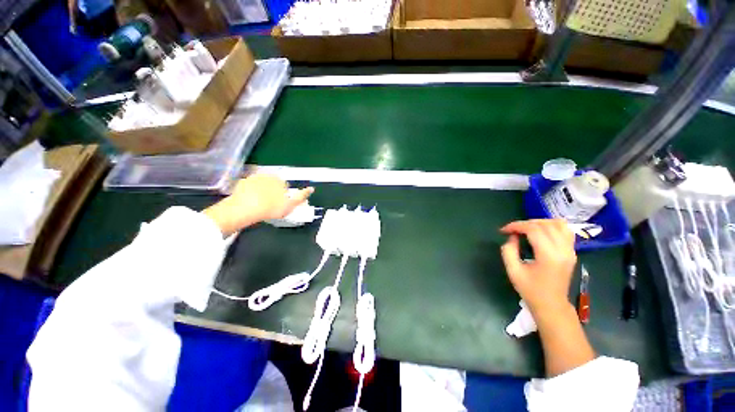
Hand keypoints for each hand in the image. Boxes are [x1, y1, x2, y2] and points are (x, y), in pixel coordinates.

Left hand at [203, 174, 313, 235]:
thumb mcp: (290, 204)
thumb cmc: (271, 207)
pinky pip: (248, 188)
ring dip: (261, 192)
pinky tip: (249, 202)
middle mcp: (266, 175)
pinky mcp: (240, 184)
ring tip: (260, 205)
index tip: (281, 204)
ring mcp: (252, 178)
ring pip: (260, 185)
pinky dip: (249, 193)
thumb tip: (311, 188)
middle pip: (272, 184)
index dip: (284, 195)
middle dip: (272, 192)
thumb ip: (301, 196)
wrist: (244, 209)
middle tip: (271, 205)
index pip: (284, 185)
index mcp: (279, 180)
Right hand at [500, 219, 576, 314]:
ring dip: (540, 222)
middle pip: (545, 224)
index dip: (516, 226)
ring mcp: (570, 250)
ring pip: (558, 224)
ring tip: (527, 229)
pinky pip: (565, 230)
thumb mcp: (513, 271)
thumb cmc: (531, 290)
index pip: (533, 229)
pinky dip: (552, 226)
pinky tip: (541, 232)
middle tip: (512, 230)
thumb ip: (509, 251)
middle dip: (525, 223)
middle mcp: (563, 250)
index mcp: (548, 255)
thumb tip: (512, 237)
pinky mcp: (572, 252)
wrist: (552, 305)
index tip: (504, 230)